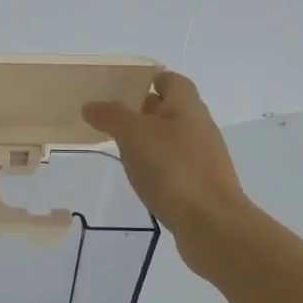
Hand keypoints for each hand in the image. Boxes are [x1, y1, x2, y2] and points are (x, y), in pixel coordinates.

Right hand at [82, 71, 250, 271]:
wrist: (211, 223)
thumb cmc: (173, 168)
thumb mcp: (134, 135)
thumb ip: (111, 116)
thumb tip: (91, 105)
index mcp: (187, 106)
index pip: (172, 80)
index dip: (150, 79)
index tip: (123, 87)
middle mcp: (199, 126)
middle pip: (172, 109)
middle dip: (144, 110)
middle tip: (113, 117)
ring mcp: (203, 157)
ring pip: (173, 138)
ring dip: (150, 140)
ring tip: (121, 148)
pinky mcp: (201, 184)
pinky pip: (175, 165)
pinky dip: (157, 165)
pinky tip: (141, 178)